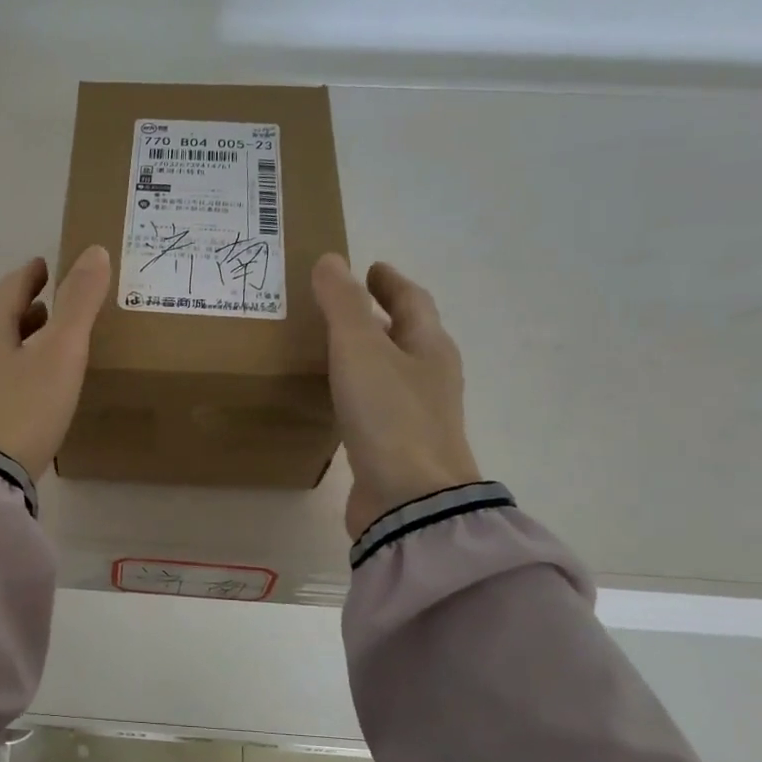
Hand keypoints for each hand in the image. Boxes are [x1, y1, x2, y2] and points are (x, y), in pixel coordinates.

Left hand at [0, 247, 111, 479]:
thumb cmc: (25, 407)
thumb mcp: (61, 352)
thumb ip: (79, 302)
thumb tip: (95, 252)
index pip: (11, 287)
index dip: (32, 274)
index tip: (46, 266)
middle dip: (26, 308)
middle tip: (54, 306)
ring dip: (20, 340)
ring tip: (47, 345)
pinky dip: (14, 369)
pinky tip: (30, 389)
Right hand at [312, 254, 482, 538]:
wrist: (410, 501)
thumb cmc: (390, 416)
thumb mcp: (360, 349)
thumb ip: (342, 304)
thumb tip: (331, 260)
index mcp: (429, 348)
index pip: (413, 301)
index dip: (391, 282)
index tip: (371, 268)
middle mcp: (430, 378)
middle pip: (408, 336)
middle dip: (381, 317)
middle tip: (344, 304)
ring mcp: (417, 416)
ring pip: (392, 372)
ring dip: (369, 355)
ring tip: (333, 347)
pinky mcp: (397, 448)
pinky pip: (377, 406)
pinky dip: (358, 391)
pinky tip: (336, 399)